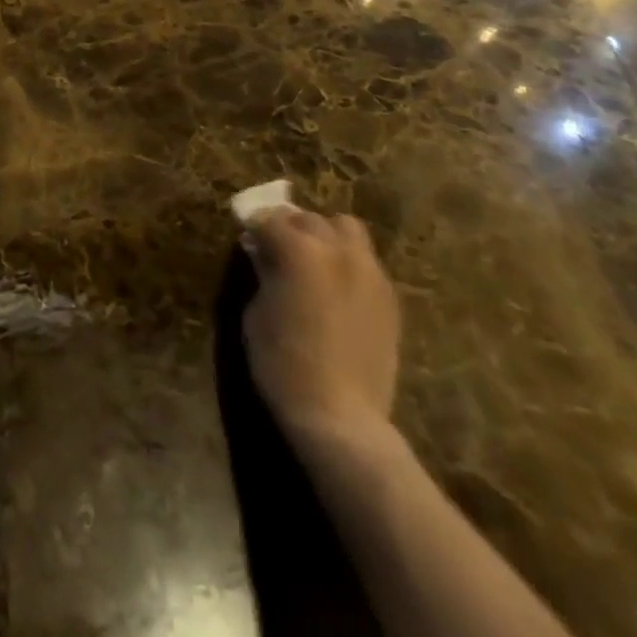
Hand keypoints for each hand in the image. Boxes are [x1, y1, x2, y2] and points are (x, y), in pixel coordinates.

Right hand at [241, 209, 399, 449]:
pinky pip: (365, 261)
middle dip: (290, 227)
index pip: (269, 219)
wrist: (341, 417)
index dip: (254, 225)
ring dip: (326, 236)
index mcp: (299, 250)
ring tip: (314, 259)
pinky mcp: (389, 297)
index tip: (247, 235)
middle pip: (309, 219)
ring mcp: (369, 271)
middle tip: (277, 247)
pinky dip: (347, 261)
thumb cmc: (284, 365)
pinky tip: (336, 287)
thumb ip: (263, 273)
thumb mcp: (257, 313)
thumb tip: (264, 254)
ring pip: (346, 229)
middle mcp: (337, 249)